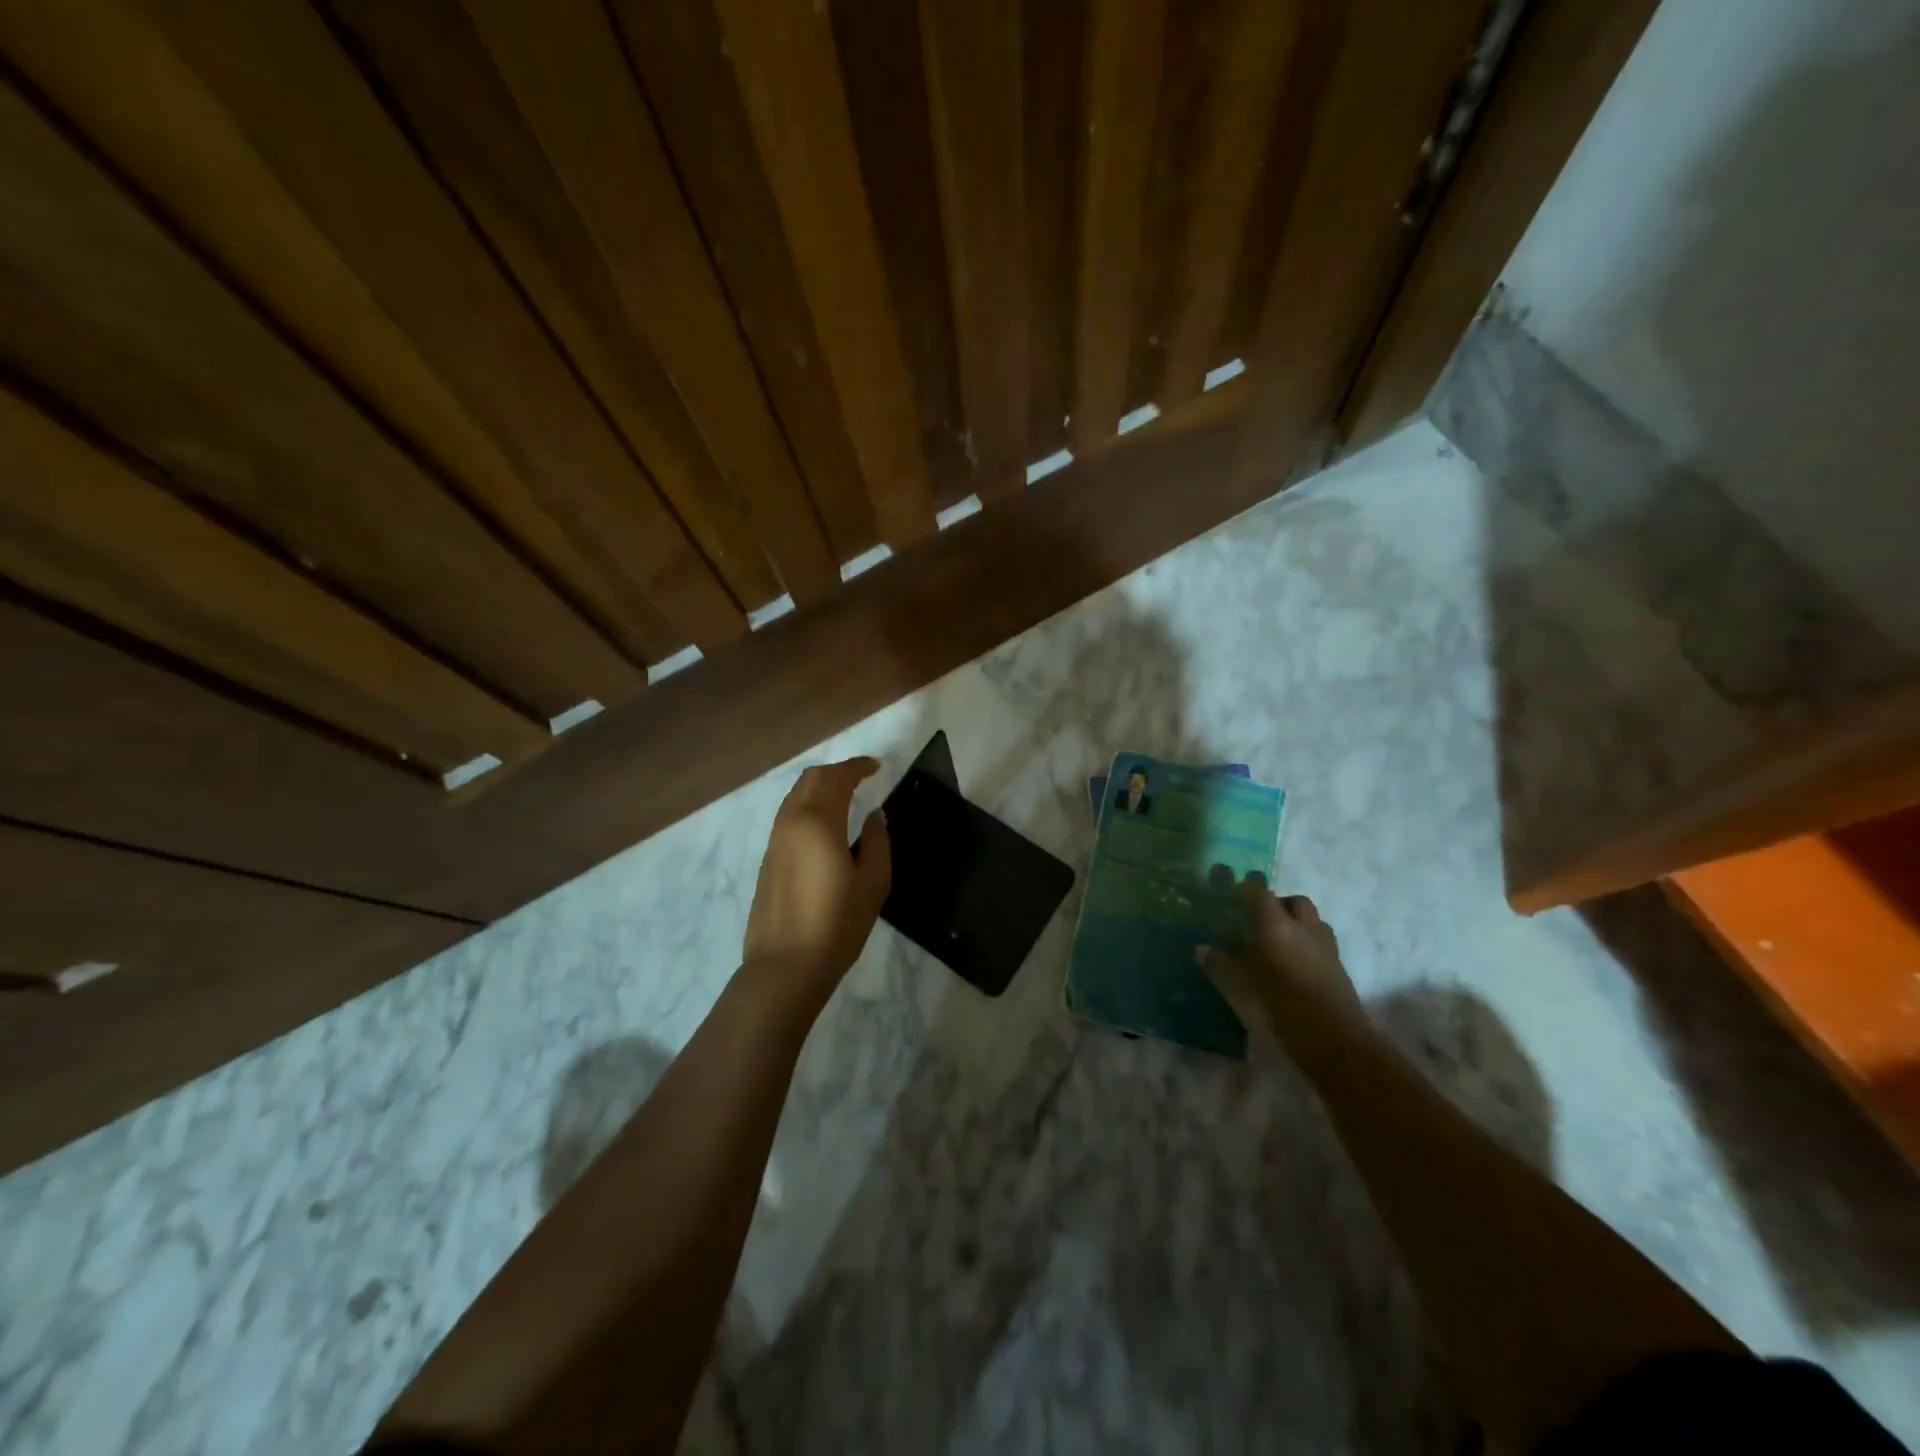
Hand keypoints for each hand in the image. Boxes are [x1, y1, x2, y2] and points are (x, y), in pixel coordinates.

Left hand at [742, 757, 890, 1009]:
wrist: (785, 967)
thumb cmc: (837, 925)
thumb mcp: (873, 883)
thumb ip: (877, 842)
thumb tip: (875, 816)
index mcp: (819, 822)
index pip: (837, 777)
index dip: (857, 767)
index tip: (877, 767)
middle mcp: (791, 822)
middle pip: (811, 779)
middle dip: (837, 772)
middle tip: (861, 778)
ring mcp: (775, 840)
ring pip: (795, 795)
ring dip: (820, 788)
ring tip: (844, 798)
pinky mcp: (768, 859)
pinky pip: (789, 816)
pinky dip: (808, 806)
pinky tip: (825, 825)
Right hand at [1205, 886, 1359, 1043]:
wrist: (1333, 1040)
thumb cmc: (1278, 1006)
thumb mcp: (1238, 988)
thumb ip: (1219, 965)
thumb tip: (1202, 949)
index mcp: (1275, 926)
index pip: (1260, 892)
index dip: (1247, 888)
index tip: (1235, 892)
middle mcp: (1303, 928)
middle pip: (1295, 901)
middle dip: (1279, 903)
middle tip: (1259, 920)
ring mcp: (1326, 947)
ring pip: (1313, 921)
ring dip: (1298, 923)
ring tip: (1279, 942)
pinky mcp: (1340, 968)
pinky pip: (1322, 944)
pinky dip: (1309, 945)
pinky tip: (1295, 965)